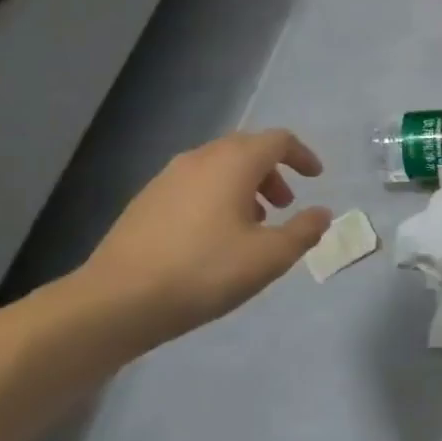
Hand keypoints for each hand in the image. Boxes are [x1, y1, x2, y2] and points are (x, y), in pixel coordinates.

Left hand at [81, 129, 331, 344]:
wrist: (118, 300)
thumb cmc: (206, 271)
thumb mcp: (270, 256)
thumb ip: (304, 231)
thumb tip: (322, 213)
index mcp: (233, 163)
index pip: (277, 140)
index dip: (302, 155)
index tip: (316, 177)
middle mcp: (200, 159)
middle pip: (246, 149)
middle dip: (273, 171)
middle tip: (286, 203)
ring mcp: (167, 178)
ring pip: (218, 167)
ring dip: (245, 185)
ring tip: (254, 222)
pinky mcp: (146, 201)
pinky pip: (195, 184)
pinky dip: (217, 196)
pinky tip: (216, 235)